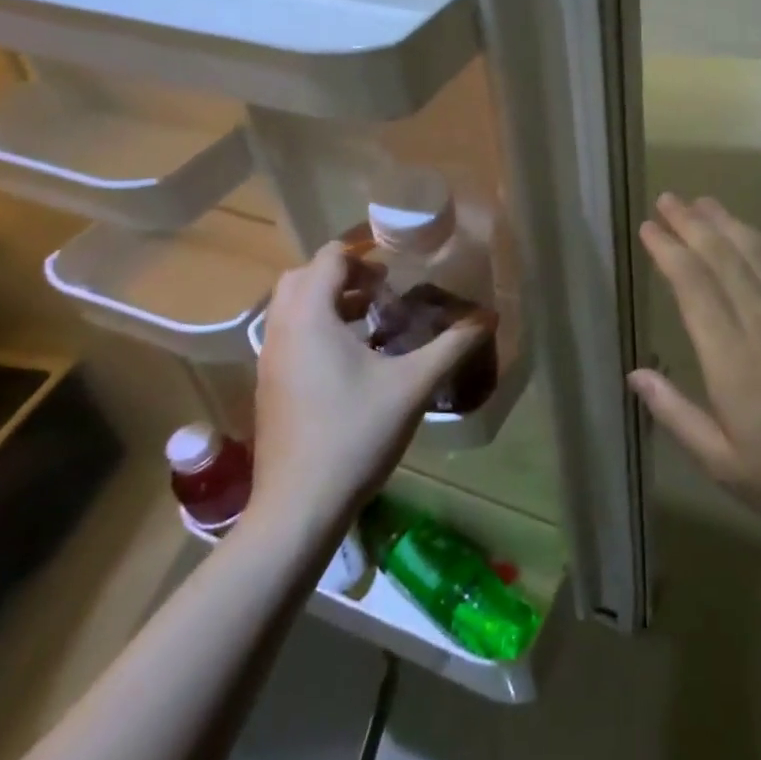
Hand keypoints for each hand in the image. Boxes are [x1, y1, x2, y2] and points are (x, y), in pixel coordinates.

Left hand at [245, 242, 490, 535]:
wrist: (299, 507)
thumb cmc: (355, 434)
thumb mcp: (413, 385)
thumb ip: (453, 345)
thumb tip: (490, 315)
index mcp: (310, 318)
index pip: (329, 258)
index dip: (363, 252)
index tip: (398, 264)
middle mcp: (282, 331)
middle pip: (304, 278)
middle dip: (343, 274)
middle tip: (384, 287)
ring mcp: (270, 361)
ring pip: (294, 309)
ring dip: (330, 301)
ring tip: (373, 318)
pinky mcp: (270, 387)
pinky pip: (290, 336)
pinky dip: (318, 328)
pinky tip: (355, 358)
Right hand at [629, 194, 760, 556]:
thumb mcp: (723, 464)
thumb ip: (676, 414)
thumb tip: (636, 373)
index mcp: (732, 357)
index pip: (693, 285)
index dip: (668, 250)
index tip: (650, 226)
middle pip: (724, 258)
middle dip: (692, 224)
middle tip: (670, 198)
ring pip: (760, 254)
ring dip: (730, 224)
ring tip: (706, 203)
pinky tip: (758, 237)